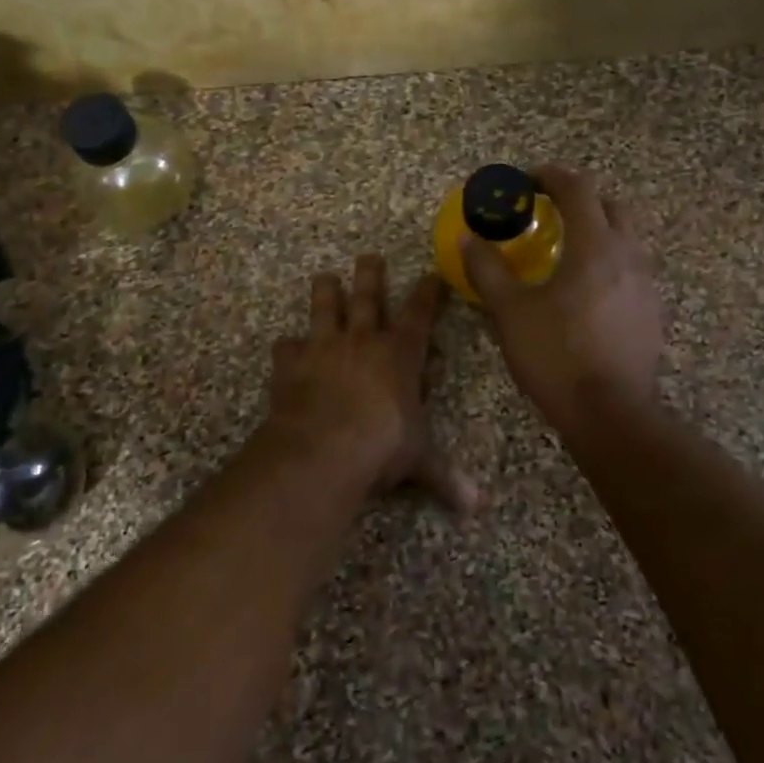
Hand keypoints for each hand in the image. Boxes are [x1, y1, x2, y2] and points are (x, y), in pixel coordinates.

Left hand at [264, 256, 477, 512]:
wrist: (323, 446)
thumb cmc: (381, 445)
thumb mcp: (419, 460)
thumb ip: (445, 477)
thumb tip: (478, 507)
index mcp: (400, 354)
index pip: (420, 314)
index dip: (429, 293)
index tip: (433, 274)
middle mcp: (362, 341)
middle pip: (368, 298)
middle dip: (371, 275)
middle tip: (369, 255)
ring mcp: (324, 348)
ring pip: (325, 308)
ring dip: (326, 292)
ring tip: (324, 277)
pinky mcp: (291, 364)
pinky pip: (287, 348)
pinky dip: (287, 347)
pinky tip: (285, 346)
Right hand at [463, 165, 662, 434]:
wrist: (610, 414)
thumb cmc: (556, 356)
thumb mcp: (510, 312)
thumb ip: (488, 269)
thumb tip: (468, 238)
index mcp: (595, 246)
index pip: (578, 189)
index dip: (551, 176)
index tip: (527, 180)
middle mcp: (628, 256)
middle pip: (610, 205)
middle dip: (579, 198)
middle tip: (548, 209)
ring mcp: (646, 284)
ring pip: (626, 237)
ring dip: (597, 228)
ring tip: (566, 247)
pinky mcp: (652, 311)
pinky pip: (631, 268)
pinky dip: (608, 260)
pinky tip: (586, 288)